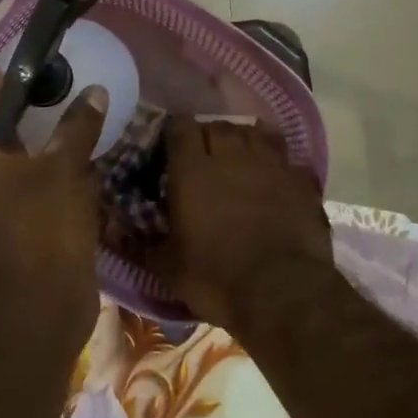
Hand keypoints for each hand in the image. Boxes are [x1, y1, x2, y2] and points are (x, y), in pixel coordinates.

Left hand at [0, 45, 106, 336]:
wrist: (42, 306)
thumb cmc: (40, 230)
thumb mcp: (60, 171)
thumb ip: (76, 128)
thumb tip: (95, 92)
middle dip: (4, 94)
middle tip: (28, 63)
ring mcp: (4, 199)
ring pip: (16, 150)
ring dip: (32, 124)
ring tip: (56, 94)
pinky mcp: (29, 217)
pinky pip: (37, 173)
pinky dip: (52, 153)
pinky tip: (77, 141)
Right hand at [153, 117, 333, 332]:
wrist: (282, 292)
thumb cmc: (216, 278)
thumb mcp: (169, 267)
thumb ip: (144, 243)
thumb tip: (118, 233)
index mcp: (192, 170)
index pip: (180, 128)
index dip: (175, 133)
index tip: (172, 147)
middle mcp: (230, 155)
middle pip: (217, 126)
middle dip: (208, 136)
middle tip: (204, 157)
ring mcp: (269, 163)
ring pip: (252, 133)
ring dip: (242, 141)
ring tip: (238, 159)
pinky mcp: (299, 177)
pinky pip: (283, 156)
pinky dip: (274, 161)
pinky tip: (272, 177)